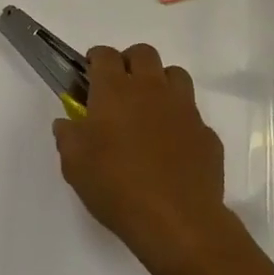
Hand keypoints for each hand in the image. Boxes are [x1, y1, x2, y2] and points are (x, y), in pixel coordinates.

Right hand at [53, 44, 232, 274]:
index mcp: (115, 91)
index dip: (96, 59)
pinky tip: (172, 147)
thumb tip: (67, 123)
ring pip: (175, 75)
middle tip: (119, 88)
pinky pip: (193, 116)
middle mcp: (151, 89)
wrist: (177, 221)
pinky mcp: (207, 134)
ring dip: (160, 83)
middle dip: (130, 62)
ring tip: (149, 109)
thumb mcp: (74, 163)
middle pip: (143, 53)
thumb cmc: (116, 185)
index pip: (105, 55)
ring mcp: (184, 110)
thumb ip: (67, 135)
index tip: (89, 73)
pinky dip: (180, 122)